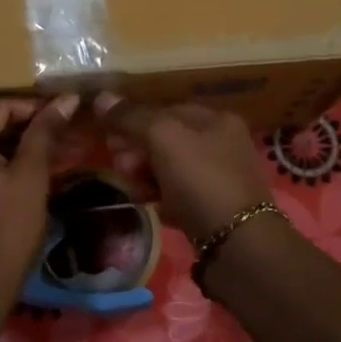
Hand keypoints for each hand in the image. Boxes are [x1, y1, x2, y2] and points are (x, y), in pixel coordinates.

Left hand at [0, 95, 77, 304]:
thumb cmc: (7, 230)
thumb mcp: (31, 177)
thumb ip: (45, 133)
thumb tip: (66, 98)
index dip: (33, 108)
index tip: (62, 119)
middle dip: (22, 130)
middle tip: (57, 141)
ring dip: (7, 151)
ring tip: (42, 161)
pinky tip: (14, 185)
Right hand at [94, 92, 271, 241]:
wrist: (238, 245)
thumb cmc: (202, 180)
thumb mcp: (164, 139)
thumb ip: (132, 117)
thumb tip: (102, 97)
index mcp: (217, 120)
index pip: (167, 109)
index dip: (135, 119)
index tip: (109, 136)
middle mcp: (223, 144)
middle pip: (168, 139)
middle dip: (137, 149)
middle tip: (118, 165)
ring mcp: (220, 178)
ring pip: (171, 168)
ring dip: (145, 174)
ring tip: (130, 187)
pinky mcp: (213, 209)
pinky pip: (178, 194)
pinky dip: (160, 196)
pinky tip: (146, 204)